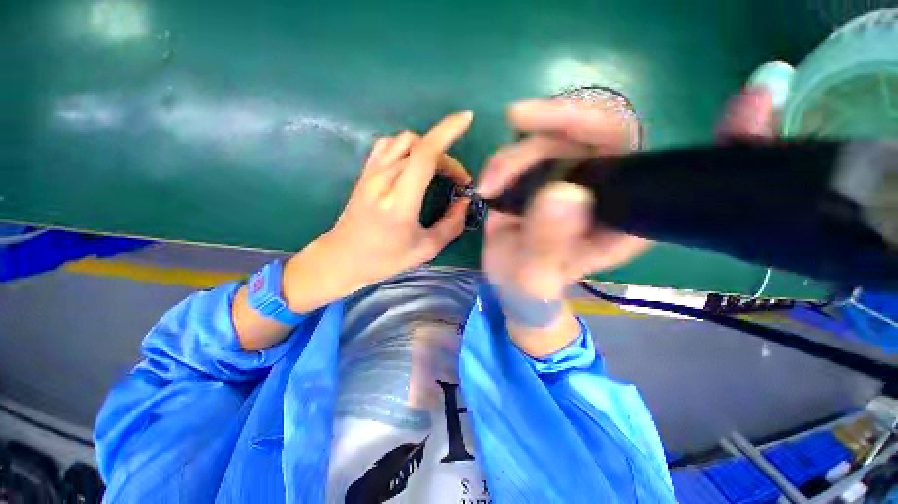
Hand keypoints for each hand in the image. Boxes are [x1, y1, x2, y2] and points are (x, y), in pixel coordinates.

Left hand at [282, 111, 473, 311]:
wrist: (342, 258)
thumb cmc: (385, 259)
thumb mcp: (426, 249)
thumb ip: (451, 224)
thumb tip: (464, 201)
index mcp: (400, 202)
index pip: (424, 155)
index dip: (446, 132)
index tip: (466, 119)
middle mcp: (383, 180)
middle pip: (419, 146)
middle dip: (445, 156)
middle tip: (457, 180)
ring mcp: (371, 173)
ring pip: (403, 141)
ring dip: (427, 148)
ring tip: (438, 170)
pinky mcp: (365, 173)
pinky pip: (388, 146)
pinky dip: (408, 147)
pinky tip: (415, 164)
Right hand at [478, 88, 775, 300]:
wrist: (513, 288)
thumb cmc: (530, 290)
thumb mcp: (535, 275)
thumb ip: (548, 242)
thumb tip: (564, 192)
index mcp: (625, 220)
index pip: (665, 168)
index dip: (715, 136)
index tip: (753, 100)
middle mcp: (607, 192)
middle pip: (601, 132)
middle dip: (558, 121)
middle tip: (518, 119)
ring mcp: (572, 181)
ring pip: (554, 138)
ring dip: (515, 154)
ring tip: (489, 185)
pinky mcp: (543, 179)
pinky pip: (528, 151)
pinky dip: (504, 161)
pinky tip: (488, 183)